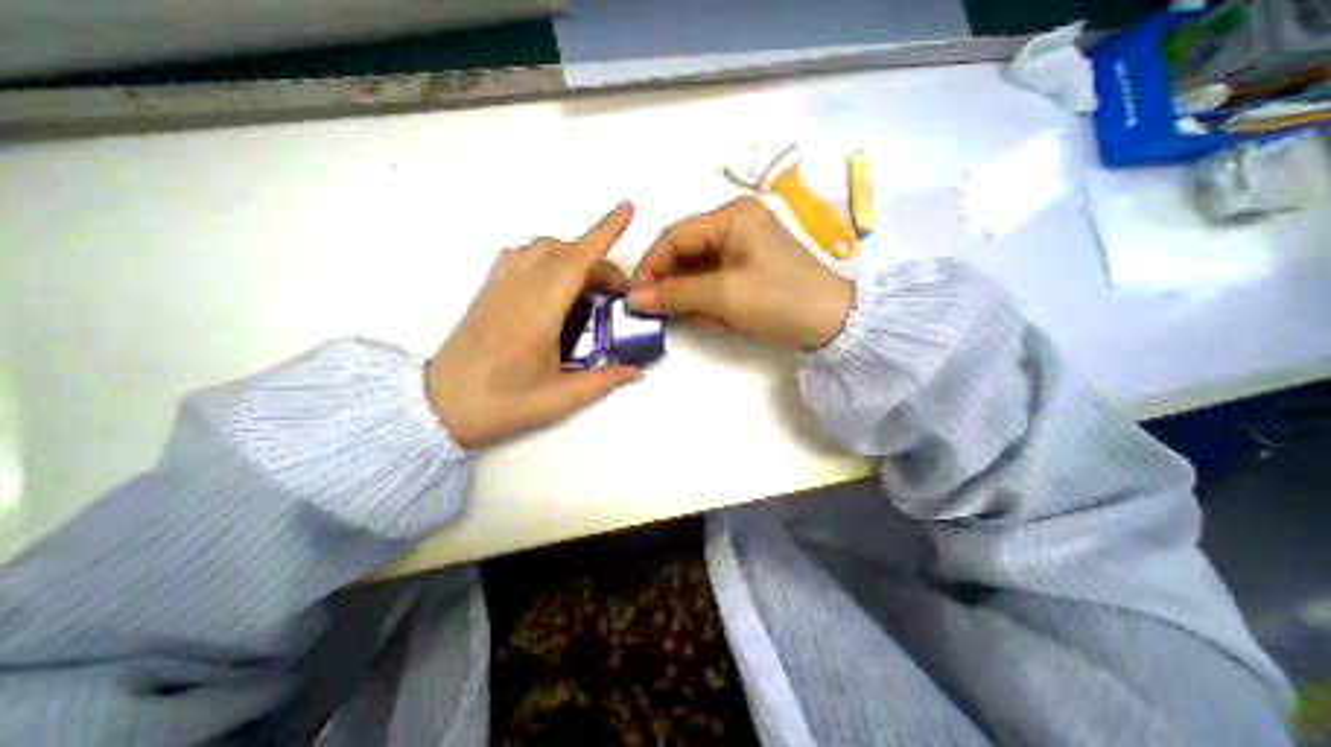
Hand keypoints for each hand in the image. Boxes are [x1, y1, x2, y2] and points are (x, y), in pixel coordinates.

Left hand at [424, 201, 635, 447]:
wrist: (438, 408)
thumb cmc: (500, 405)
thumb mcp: (559, 400)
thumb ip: (603, 381)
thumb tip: (636, 370)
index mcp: (537, 313)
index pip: (575, 261)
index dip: (604, 232)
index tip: (626, 209)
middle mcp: (517, 288)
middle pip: (565, 253)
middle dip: (598, 263)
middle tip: (615, 296)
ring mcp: (498, 285)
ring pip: (541, 248)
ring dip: (572, 256)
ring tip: (587, 287)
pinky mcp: (487, 289)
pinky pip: (520, 255)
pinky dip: (545, 257)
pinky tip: (553, 284)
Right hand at [627, 196, 851, 350]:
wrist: (833, 324)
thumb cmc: (778, 300)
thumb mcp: (723, 296)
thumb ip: (675, 294)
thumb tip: (635, 299)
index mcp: (731, 217)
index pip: (674, 237)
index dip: (650, 267)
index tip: (635, 297)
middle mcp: (735, 225)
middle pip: (685, 254)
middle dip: (673, 286)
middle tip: (661, 314)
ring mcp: (744, 248)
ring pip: (699, 272)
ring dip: (694, 299)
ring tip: (706, 321)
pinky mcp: (749, 270)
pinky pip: (716, 283)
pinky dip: (711, 303)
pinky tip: (720, 320)